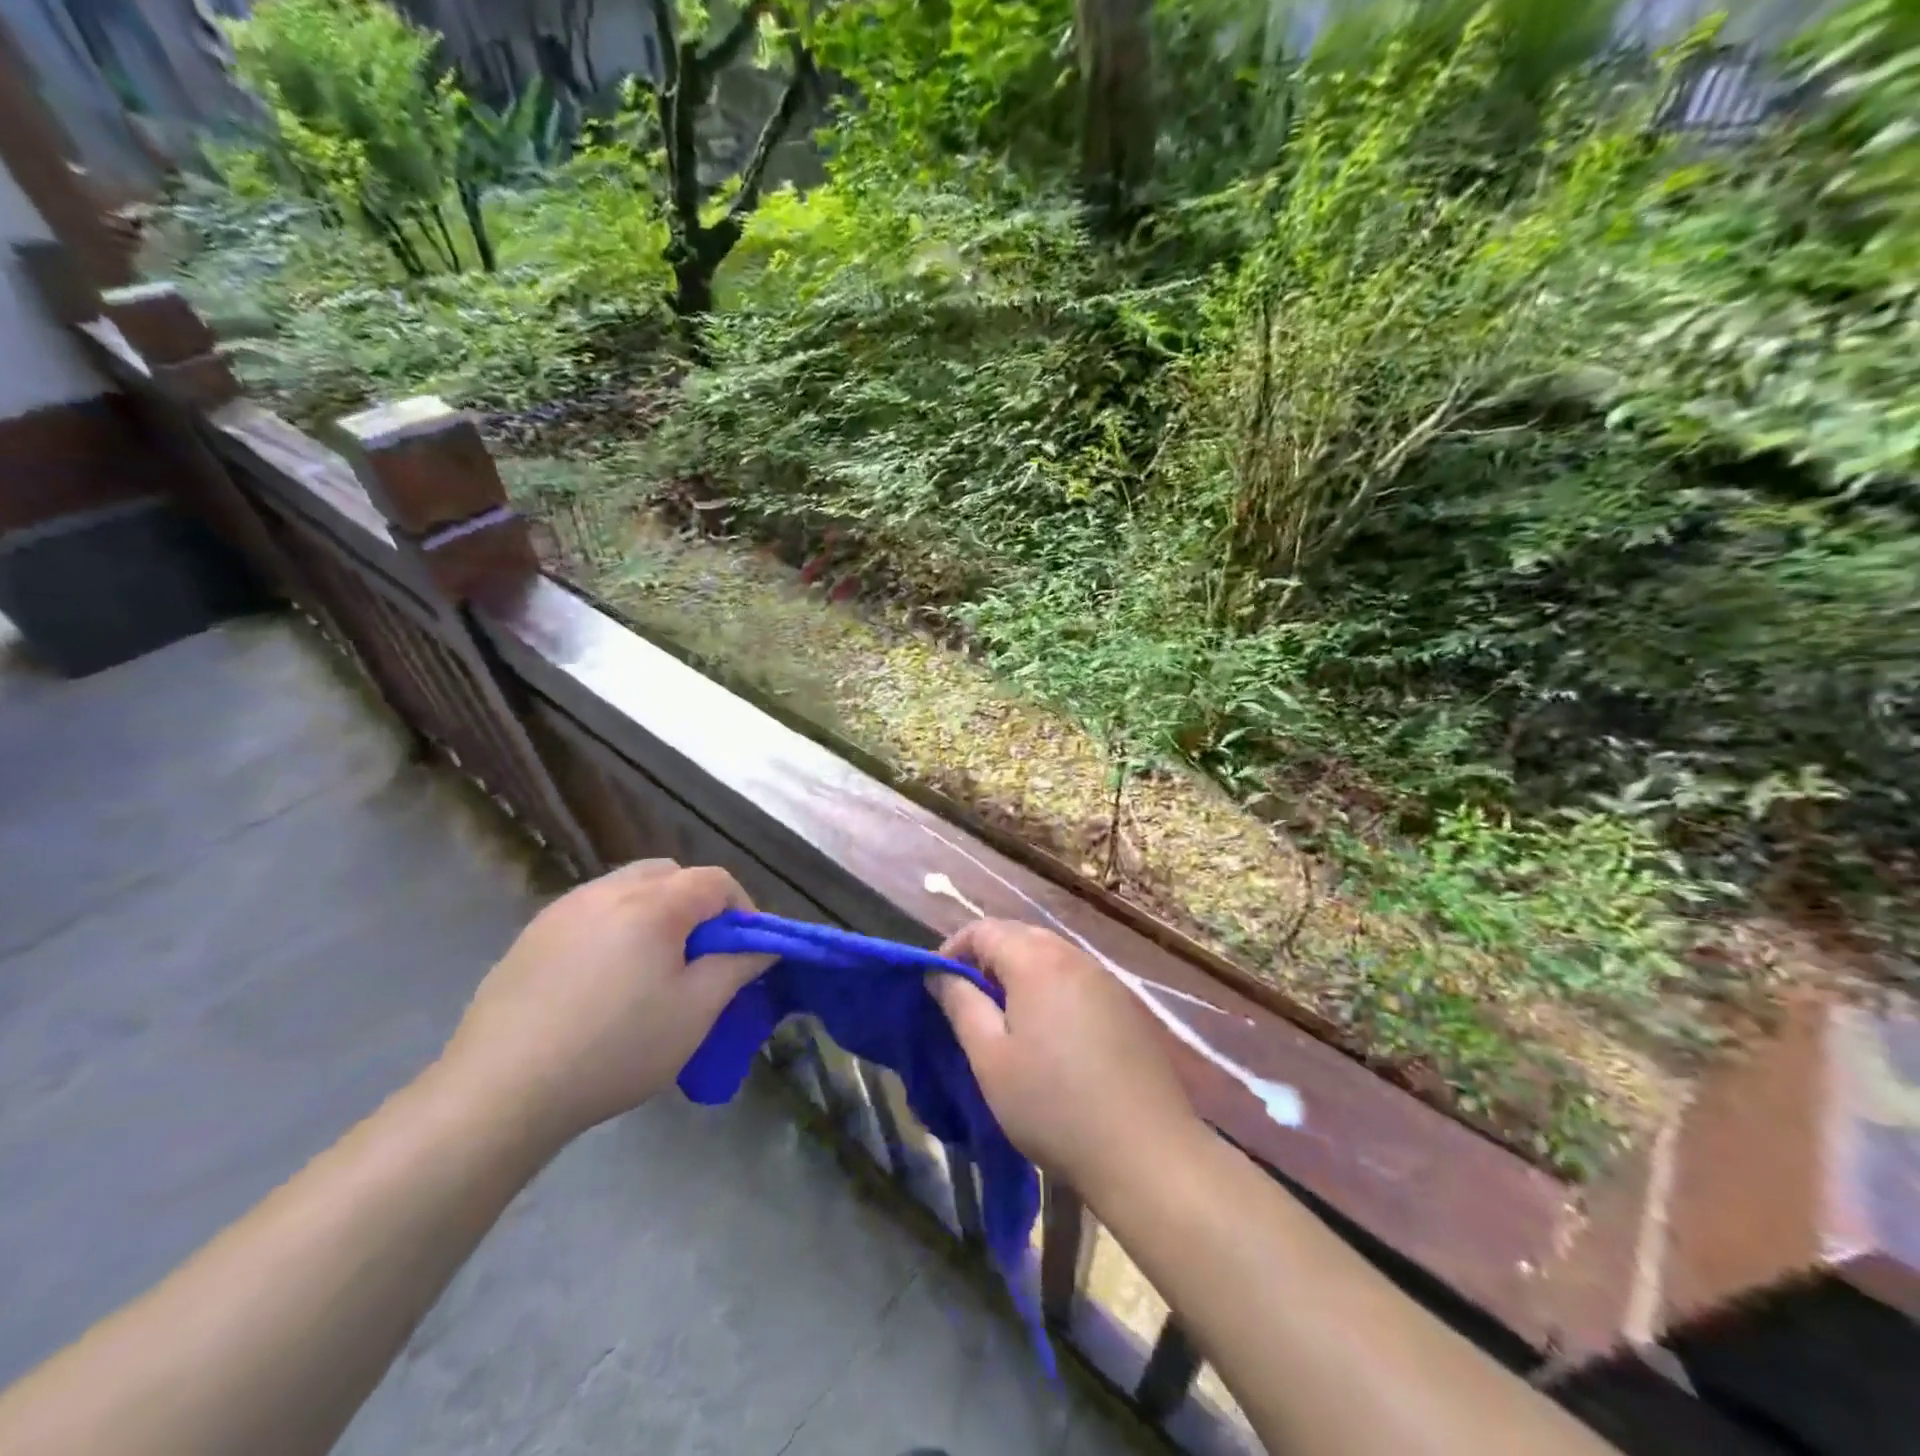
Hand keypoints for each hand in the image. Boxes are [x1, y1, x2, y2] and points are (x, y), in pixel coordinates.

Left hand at [439, 860, 773, 1142]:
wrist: (500, 1090)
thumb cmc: (615, 1048)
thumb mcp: (694, 1012)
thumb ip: (736, 967)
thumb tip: (764, 945)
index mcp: (653, 904)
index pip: (715, 881)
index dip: (742, 909)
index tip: (745, 950)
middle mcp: (608, 890)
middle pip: (670, 874)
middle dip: (697, 904)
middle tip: (700, 954)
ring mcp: (564, 909)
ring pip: (627, 888)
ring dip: (655, 912)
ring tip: (652, 966)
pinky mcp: (532, 935)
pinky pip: (591, 911)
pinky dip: (615, 927)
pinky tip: (604, 979)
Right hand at [931, 920, 1202, 1199]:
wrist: (1145, 1150)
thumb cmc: (1052, 1104)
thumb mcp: (990, 1058)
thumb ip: (961, 1005)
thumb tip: (938, 973)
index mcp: (1036, 961)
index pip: (984, 929)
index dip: (953, 948)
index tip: (936, 983)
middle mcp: (1073, 956)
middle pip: (1019, 935)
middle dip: (986, 957)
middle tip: (966, 999)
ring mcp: (1105, 978)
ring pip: (1050, 955)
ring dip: (1019, 972)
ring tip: (1003, 1016)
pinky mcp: (1125, 1004)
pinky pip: (1075, 977)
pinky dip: (1050, 987)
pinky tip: (1048, 1031)